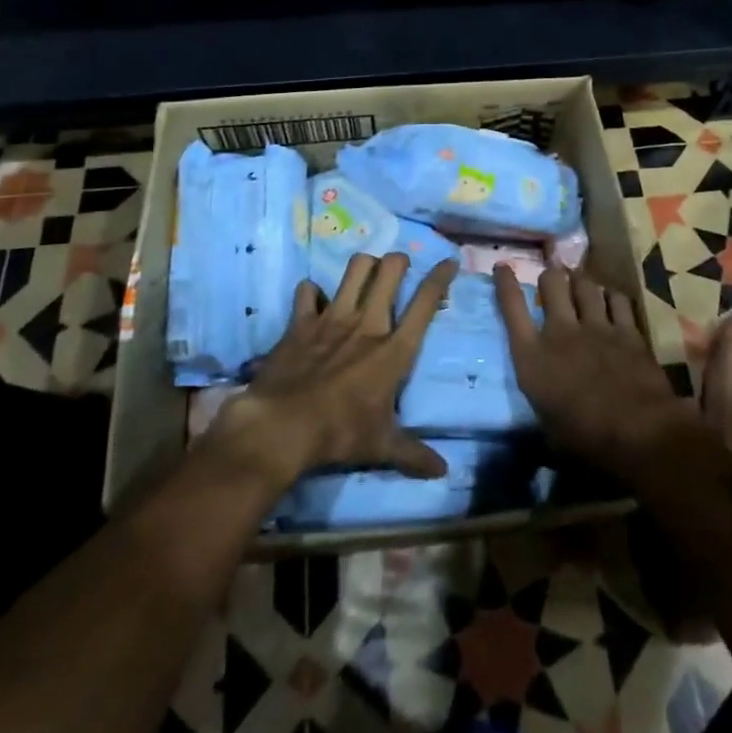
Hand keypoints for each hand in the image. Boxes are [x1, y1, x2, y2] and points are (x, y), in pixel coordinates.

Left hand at [205, 252, 457, 488]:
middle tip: (400, 266)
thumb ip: (413, 453)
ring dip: (364, 266)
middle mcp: (368, 323)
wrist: (282, 426)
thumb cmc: (339, 434)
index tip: (449, 262)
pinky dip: (312, 292)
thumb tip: (443, 471)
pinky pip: (308, 291)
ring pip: (355, 268)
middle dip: (399, 261)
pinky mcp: (302, 321)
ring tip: (366, 273)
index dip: (440, 277)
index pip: (425, 302)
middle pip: (390, 270)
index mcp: (394, 350)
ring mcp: (333, 317)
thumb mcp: (381, 447)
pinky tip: (314, 301)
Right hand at [491, 264, 689, 478]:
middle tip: (553, 278)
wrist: (638, 433)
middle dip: (551, 275)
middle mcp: (560, 332)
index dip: (505, 283)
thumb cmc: (585, 441)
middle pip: (551, 282)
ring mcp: (596, 327)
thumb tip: (543, 414)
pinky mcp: (627, 331)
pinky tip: (612, 301)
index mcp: (532, 357)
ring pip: (585, 284)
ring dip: (581, 282)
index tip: (503, 267)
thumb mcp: (548, 429)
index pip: (511, 307)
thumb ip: (543, 406)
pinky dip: (611, 298)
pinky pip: (617, 299)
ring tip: (581, 284)